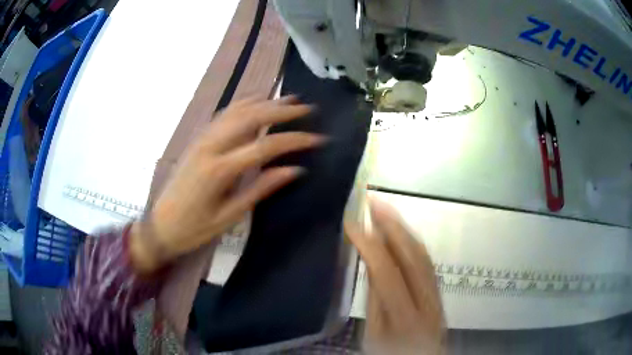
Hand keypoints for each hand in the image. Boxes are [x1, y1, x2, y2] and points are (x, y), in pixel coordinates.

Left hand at [131, 96, 325, 272]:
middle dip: (282, 110)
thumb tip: (294, 170)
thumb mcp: (229, 216)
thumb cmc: (195, 228)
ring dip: (265, 102)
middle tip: (307, 109)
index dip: (294, 140)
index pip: (265, 146)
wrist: (160, 225)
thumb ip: (260, 189)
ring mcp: (202, 139)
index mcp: (220, 169)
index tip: (317, 138)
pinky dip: (243, 104)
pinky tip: (256, 102)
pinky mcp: (198, 139)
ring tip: (288, 99)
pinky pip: (223, 114)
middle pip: (251, 118)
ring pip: (237, 110)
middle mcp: (211, 146)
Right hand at [345, 198, 444, 354]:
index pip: (387, 270)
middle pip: (412, 253)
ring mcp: (436, 291)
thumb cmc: (391, 352)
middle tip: (372, 202)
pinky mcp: (438, 289)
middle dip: (392, 223)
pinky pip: (427, 259)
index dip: (369, 243)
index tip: (351, 223)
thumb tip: (370, 263)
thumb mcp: (374, 334)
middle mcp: (427, 298)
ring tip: (385, 210)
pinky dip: (412, 240)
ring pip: (423, 252)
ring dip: (403, 227)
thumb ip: (375, 300)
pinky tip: (401, 231)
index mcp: (405, 314)